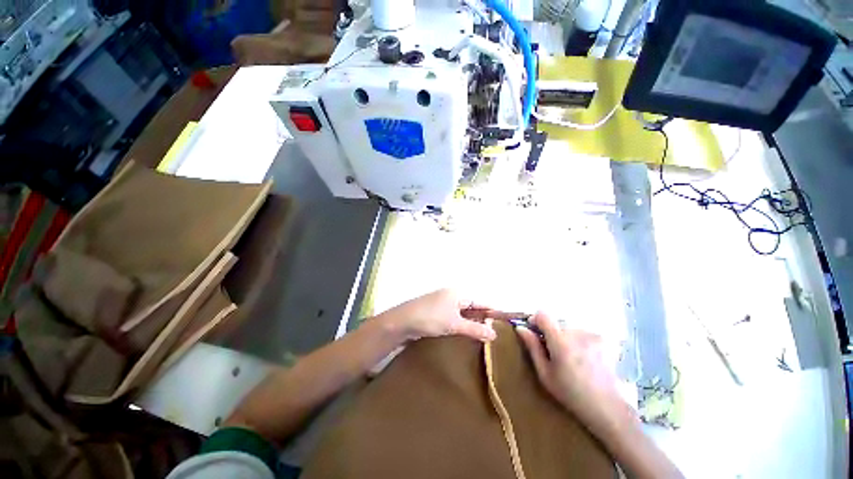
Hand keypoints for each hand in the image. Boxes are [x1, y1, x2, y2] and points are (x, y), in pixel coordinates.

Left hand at [376, 289, 496, 342]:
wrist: (402, 322)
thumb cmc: (431, 318)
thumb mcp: (454, 324)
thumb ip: (474, 329)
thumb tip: (494, 334)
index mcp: (457, 293)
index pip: (479, 301)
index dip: (490, 311)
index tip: (502, 322)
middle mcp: (450, 296)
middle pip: (470, 307)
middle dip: (481, 319)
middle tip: (494, 334)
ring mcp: (441, 304)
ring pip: (461, 314)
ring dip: (470, 324)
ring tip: (482, 337)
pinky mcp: (434, 313)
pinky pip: (452, 318)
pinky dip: (459, 326)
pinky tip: (464, 335)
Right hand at [516, 312, 633, 432]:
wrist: (608, 407)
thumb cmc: (571, 393)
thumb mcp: (545, 374)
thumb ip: (533, 347)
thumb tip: (521, 328)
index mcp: (561, 341)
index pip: (543, 315)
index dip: (536, 320)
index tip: (535, 332)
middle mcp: (577, 333)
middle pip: (557, 322)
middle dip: (552, 333)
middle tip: (555, 353)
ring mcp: (593, 335)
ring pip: (570, 328)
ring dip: (566, 337)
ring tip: (572, 358)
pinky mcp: (604, 339)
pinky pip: (583, 333)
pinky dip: (580, 340)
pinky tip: (585, 358)